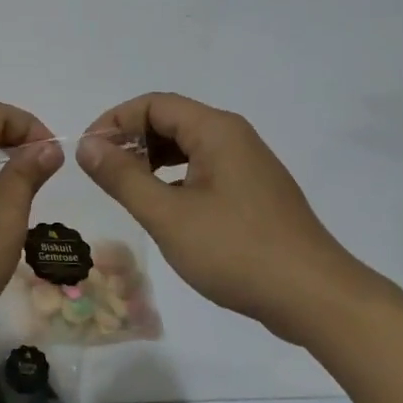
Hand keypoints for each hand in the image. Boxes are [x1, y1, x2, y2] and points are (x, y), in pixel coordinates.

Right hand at [76, 93, 356, 341]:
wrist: (315, 298)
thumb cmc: (236, 251)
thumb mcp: (168, 215)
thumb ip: (123, 177)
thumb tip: (87, 146)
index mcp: (216, 131)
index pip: (153, 104)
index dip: (114, 122)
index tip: (88, 154)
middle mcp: (234, 137)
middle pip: (170, 120)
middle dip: (131, 140)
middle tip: (102, 173)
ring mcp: (248, 165)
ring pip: (187, 146)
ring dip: (151, 160)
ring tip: (126, 189)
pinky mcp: (254, 192)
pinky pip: (204, 169)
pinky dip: (175, 178)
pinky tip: (162, 207)